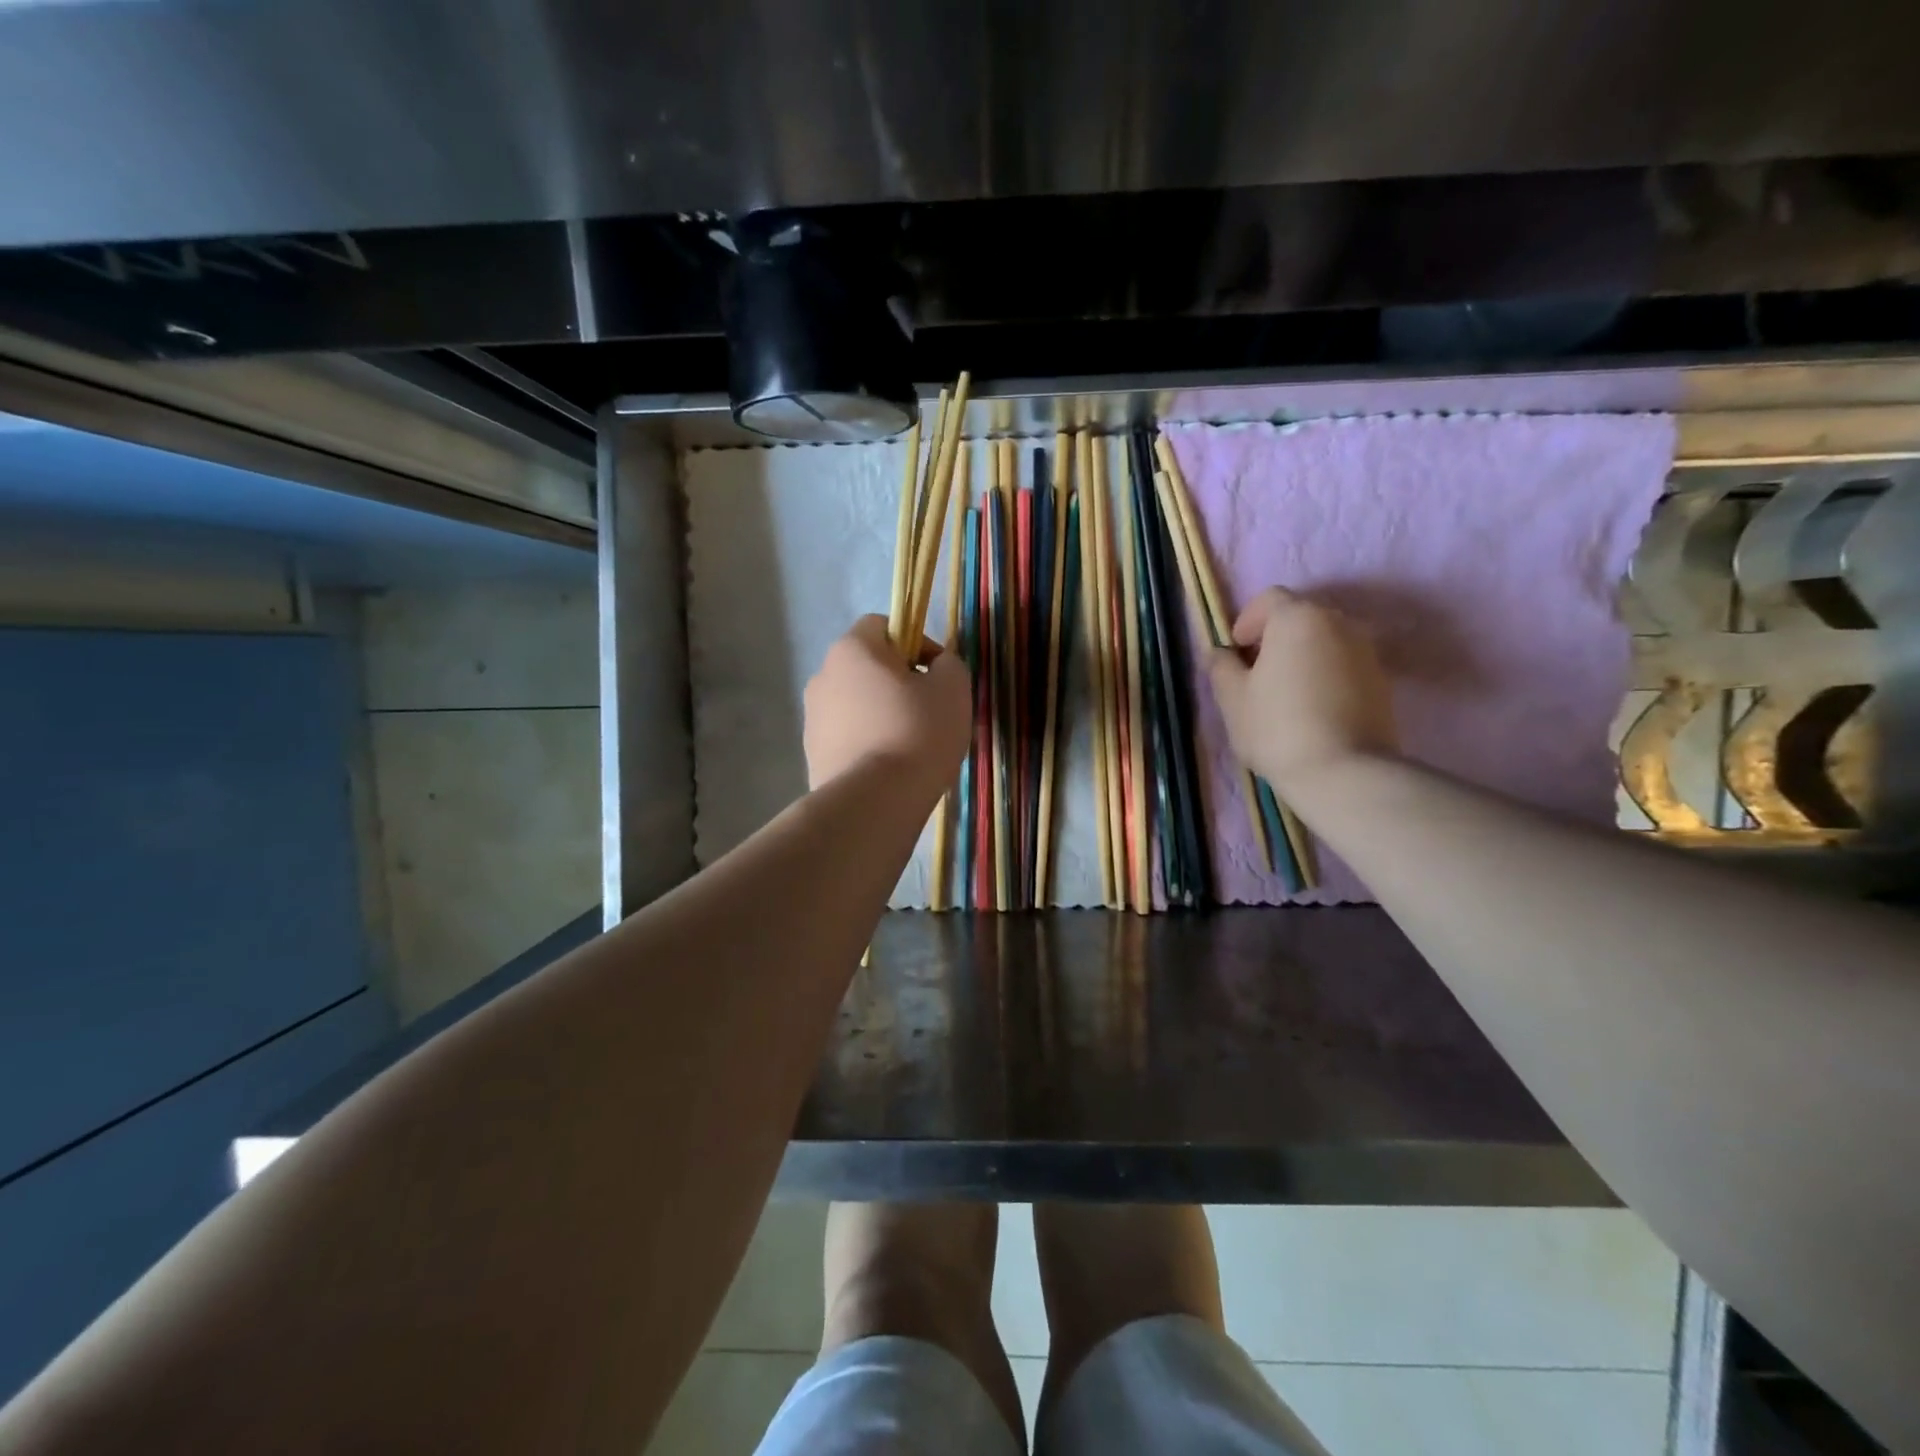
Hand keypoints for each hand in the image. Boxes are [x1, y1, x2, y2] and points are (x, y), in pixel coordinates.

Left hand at [804, 616, 971, 793]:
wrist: (873, 801)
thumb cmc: (917, 732)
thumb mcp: (953, 688)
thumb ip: (949, 664)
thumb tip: (936, 666)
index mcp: (852, 649)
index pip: (881, 624)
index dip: (915, 641)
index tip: (937, 674)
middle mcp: (823, 676)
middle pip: (867, 667)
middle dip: (898, 682)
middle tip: (929, 710)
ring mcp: (812, 717)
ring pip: (857, 704)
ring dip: (882, 714)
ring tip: (911, 745)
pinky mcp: (813, 754)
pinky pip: (848, 737)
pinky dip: (868, 743)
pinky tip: (890, 768)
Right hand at [1207, 587, 1397, 792]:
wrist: (1344, 771)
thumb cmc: (1277, 727)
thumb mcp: (1232, 699)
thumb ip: (1221, 667)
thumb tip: (1222, 654)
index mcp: (1297, 618)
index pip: (1268, 600)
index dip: (1246, 622)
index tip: (1237, 654)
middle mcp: (1337, 622)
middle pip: (1299, 618)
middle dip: (1275, 639)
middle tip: (1257, 675)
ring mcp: (1366, 650)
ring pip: (1324, 642)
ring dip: (1303, 657)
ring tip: (1286, 695)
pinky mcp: (1382, 680)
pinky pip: (1344, 665)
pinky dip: (1326, 676)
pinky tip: (1313, 710)